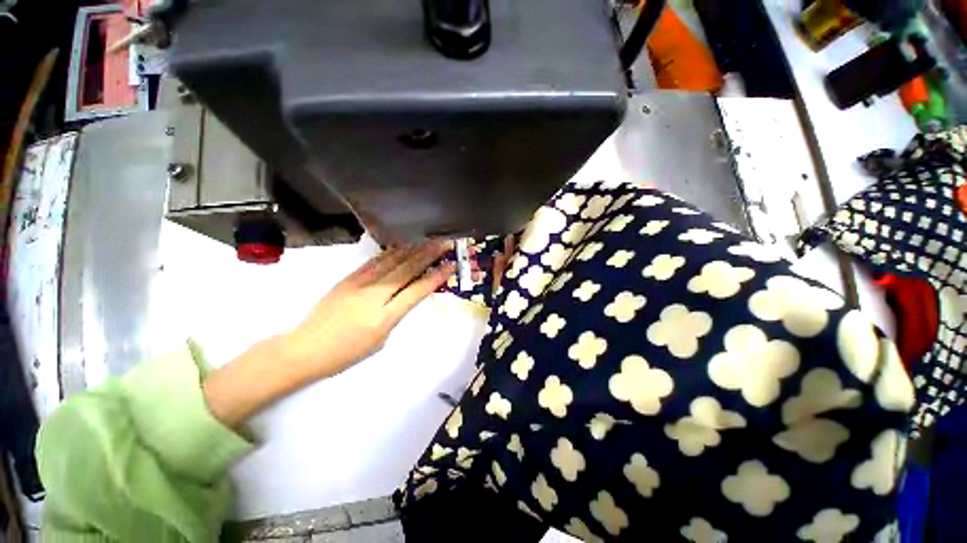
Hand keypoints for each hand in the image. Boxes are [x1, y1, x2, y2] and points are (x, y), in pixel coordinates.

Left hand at [203, 240, 454, 426]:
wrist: (305, 348)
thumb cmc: (346, 353)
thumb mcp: (381, 340)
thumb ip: (396, 315)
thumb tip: (405, 297)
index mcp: (385, 316)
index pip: (417, 290)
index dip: (436, 276)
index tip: (450, 265)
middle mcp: (375, 295)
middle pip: (407, 269)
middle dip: (428, 255)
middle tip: (444, 243)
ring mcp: (360, 283)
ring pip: (391, 261)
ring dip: (412, 249)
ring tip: (427, 240)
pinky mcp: (349, 279)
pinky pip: (374, 262)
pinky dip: (391, 253)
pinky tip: (401, 247)